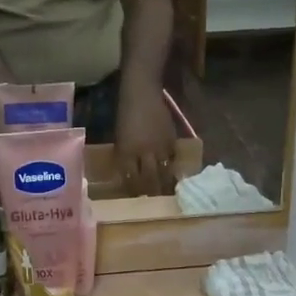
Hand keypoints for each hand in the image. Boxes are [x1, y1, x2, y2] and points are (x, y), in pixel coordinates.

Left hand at [114, 82, 175, 196]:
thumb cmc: (125, 113)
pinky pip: (173, 159)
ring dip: (165, 184)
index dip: (134, 190)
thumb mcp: (120, 137)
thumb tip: (130, 172)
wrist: (141, 94)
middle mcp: (142, 153)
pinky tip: (174, 174)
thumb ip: (126, 155)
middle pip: (149, 180)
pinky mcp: (171, 141)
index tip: (137, 199)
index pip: (130, 178)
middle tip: (155, 201)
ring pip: (163, 173)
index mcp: (126, 153)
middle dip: (152, 192)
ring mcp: (158, 148)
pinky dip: (172, 166)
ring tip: (167, 193)